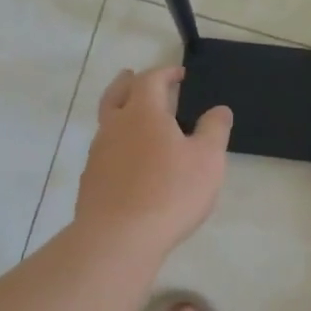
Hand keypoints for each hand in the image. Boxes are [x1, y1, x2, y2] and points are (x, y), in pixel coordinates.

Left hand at [74, 65, 231, 259]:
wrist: (118, 237)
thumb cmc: (170, 192)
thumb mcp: (207, 160)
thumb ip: (214, 130)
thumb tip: (219, 109)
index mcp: (144, 113)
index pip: (150, 80)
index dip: (165, 73)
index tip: (178, 74)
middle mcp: (115, 126)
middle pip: (116, 94)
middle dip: (128, 82)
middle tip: (133, 76)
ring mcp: (98, 153)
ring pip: (107, 122)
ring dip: (120, 113)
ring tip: (134, 120)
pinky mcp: (91, 180)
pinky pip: (104, 151)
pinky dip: (116, 144)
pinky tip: (127, 160)